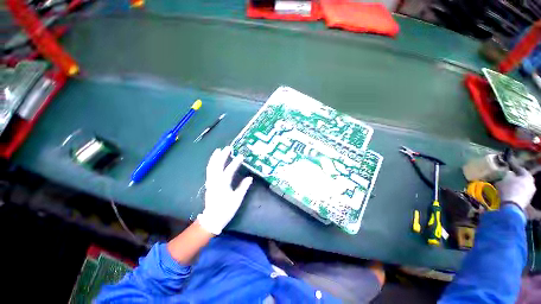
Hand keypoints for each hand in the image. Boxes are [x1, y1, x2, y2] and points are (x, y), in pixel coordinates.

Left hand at [197, 146, 252, 234]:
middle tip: (228, 148)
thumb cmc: (226, 210)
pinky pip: (209, 171)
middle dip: (222, 155)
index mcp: (223, 185)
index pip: (229, 170)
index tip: (241, 156)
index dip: (235, 163)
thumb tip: (250, 178)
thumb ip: (243, 187)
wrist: (212, 219)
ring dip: (214, 158)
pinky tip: (214, 161)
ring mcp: (210, 182)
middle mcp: (215, 181)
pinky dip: (211, 163)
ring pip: (211, 167)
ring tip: (218, 150)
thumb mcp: (237, 199)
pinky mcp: (208, 184)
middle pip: (217, 165)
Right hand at [495, 167, 535, 209]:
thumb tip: (509, 173)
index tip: (509, 167)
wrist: (511, 206)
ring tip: (507, 187)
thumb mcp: (505, 178)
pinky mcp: (525, 201)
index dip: (515, 168)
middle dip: (516, 179)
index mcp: (528, 176)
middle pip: (523, 179)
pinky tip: (508, 194)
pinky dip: (515, 193)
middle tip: (508, 178)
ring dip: (515, 186)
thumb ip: (508, 174)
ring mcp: (530, 194)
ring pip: (522, 187)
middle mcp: (531, 184)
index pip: (521, 169)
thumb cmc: (509, 189)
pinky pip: (520, 194)